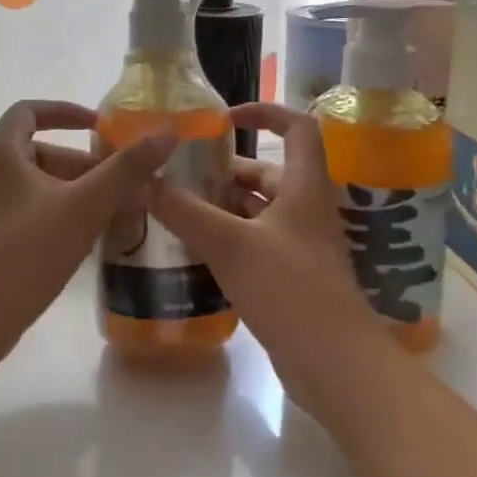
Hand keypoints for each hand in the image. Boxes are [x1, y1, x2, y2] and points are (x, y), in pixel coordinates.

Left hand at [0, 100, 175, 366]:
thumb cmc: (28, 252)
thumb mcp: (86, 206)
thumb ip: (127, 169)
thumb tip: (167, 132)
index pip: (31, 110)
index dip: (68, 112)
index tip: (101, 126)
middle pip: (39, 151)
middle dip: (82, 164)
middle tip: (119, 185)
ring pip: (34, 184)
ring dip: (72, 190)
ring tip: (110, 213)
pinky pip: (23, 208)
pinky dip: (54, 211)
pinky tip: (80, 237)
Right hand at [149, 103, 386, 408]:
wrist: (335, 365)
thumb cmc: (290, 289)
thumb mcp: (230, 244)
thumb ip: (183, 211)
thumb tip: (141, 180)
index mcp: (304, 186)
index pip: (297, 127)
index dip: (265, 111)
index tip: (225, 117)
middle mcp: (306, 208)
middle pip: (269, 172)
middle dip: (227, 169)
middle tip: (182, 173)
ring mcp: (301, 244)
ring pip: (260, 209)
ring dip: (225, 204)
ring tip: (178, 206)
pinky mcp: (293, 276)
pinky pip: (258, 241)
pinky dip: (230, 237)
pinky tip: (196, 247)